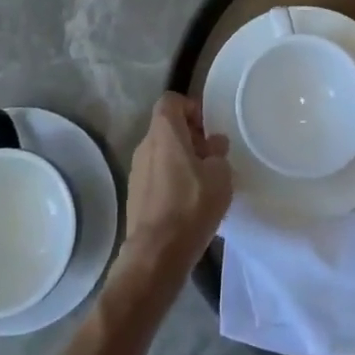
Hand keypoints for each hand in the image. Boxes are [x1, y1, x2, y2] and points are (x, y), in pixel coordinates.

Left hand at [121, 93, 232, 278]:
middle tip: (211, 158)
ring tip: (203, 183)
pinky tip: (188, 203)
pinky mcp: (134, 194)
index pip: (171, 100)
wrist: (156, 254)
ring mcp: (136, 171)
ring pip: (161, 152)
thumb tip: (213, 145)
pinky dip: (171, 179)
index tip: (207, 129)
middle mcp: (145, 145)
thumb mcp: (220, 176)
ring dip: (181, 159)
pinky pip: (156, 175)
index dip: (191, 107)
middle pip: (167, 127)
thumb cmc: (191, 206)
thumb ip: (218, 154)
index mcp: (164, 132)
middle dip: (190, 137)